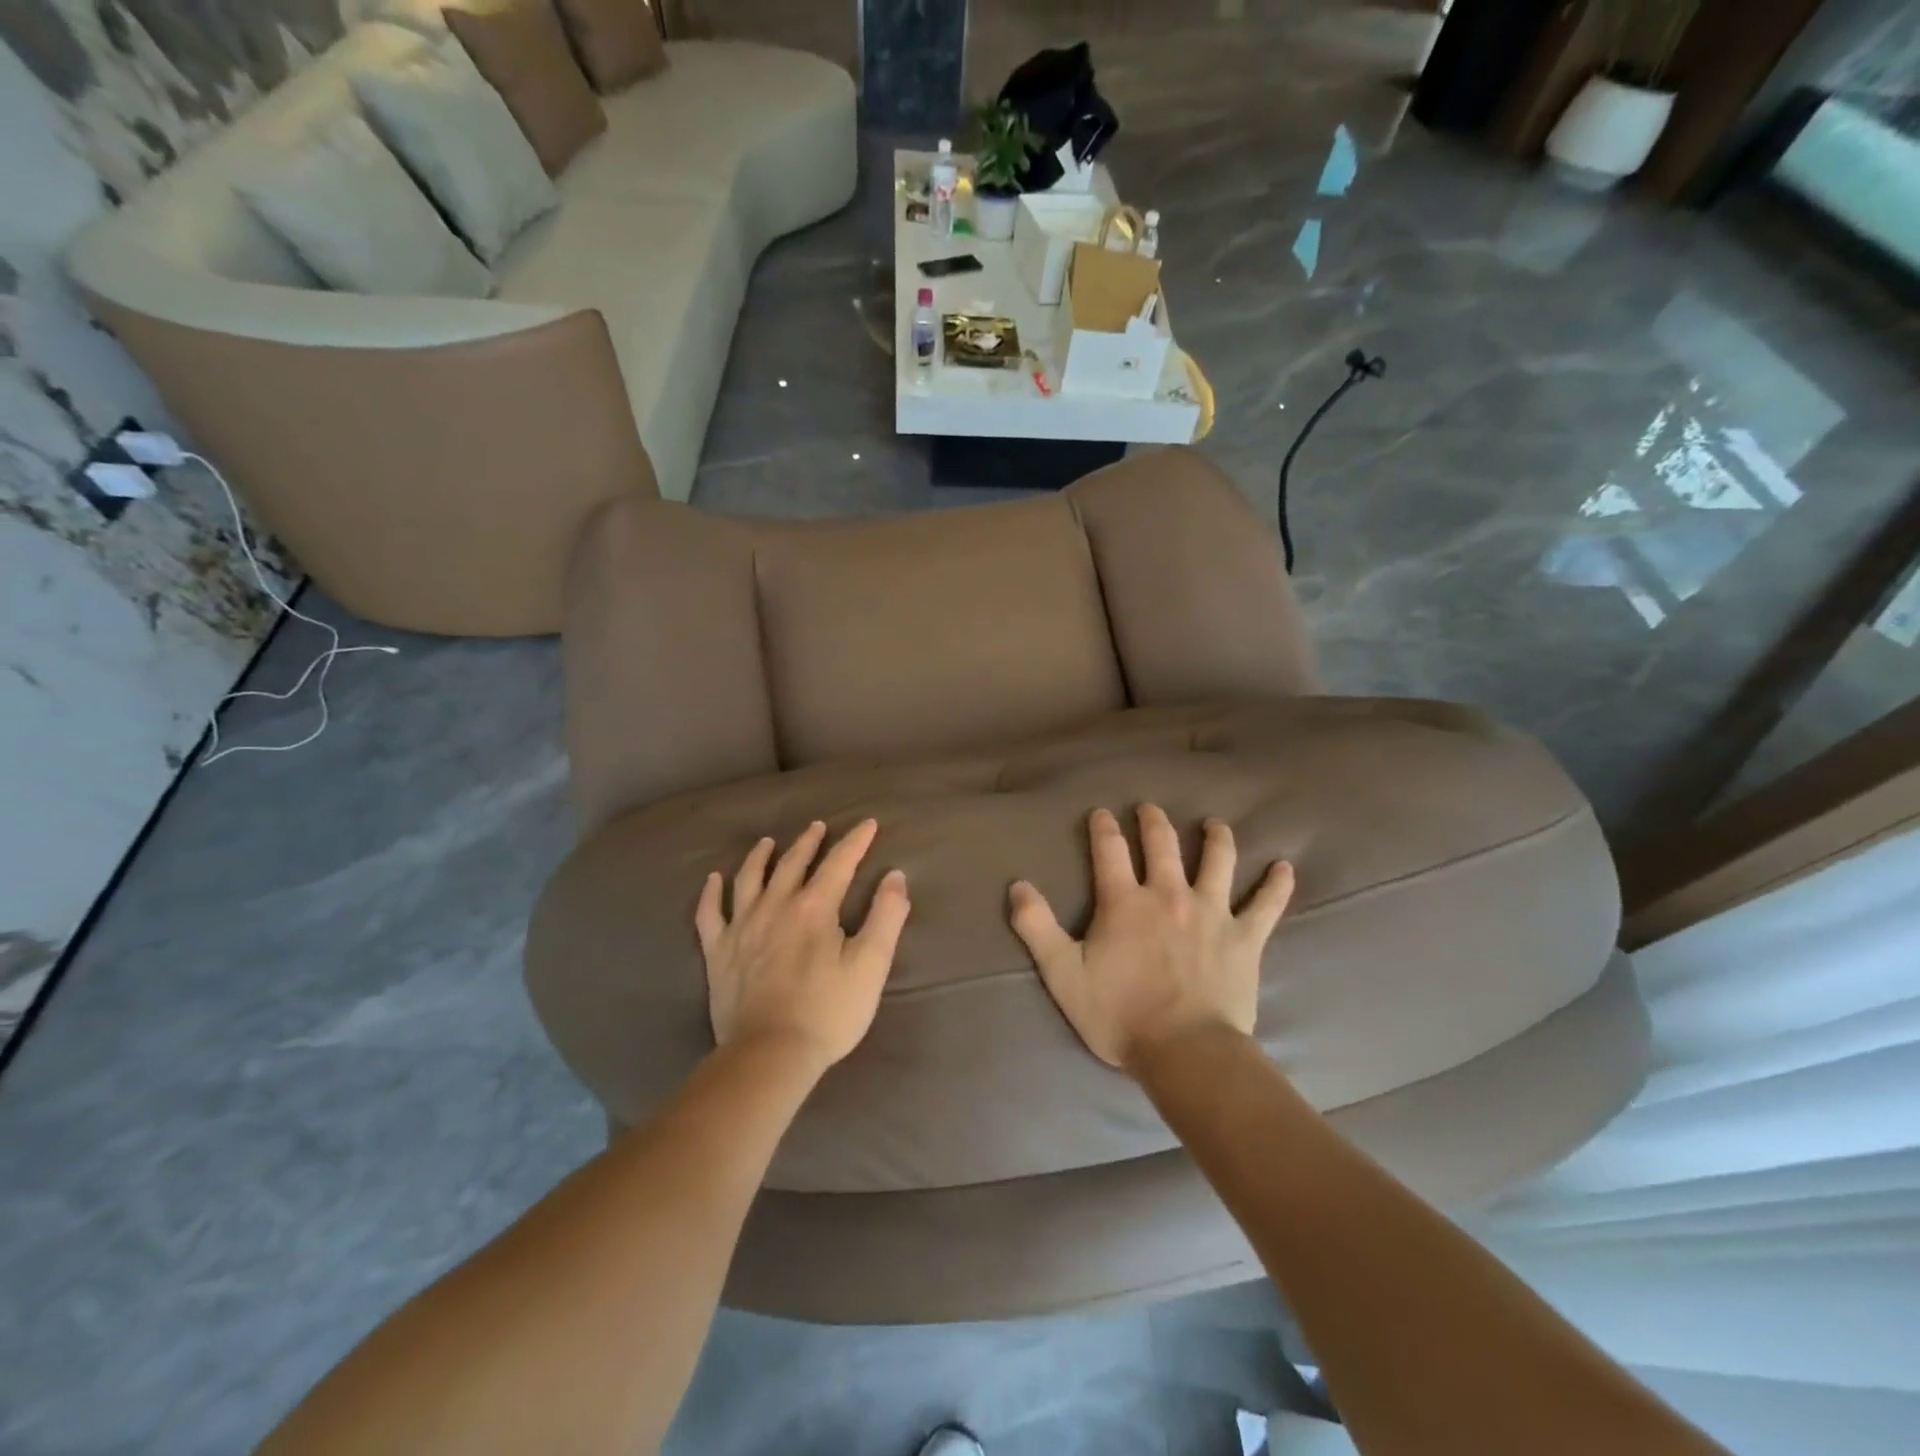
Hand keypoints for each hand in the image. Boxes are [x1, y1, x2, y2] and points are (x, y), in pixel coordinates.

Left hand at [696, 819, 910, 1075]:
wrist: (769, 1055)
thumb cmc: (828, 1012)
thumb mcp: (871, 965)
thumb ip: (886, 916)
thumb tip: (895, 876)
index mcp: (814, 907)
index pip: (839, 862)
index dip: (856, 840)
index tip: (868, 824)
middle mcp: (775, 905)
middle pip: (792, 863)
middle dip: (809, 841)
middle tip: (818, 827)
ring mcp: (742, 927)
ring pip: (749, 878)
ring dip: (760, 856)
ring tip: (767, 842)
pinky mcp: (719, 952)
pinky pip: (710, 913)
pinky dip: (711, 893)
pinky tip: (714, 880)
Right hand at [1009, 805, 1293, 1072]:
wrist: (1186, 1053)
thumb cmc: (1120, 1015)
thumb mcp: (1064, 975)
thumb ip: (1037, 928)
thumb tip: (1017, 886)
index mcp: (1125, 902)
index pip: (1109, 850)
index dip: (1103, 827)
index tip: (1102, 813)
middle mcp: (1169, 895)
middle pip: (1162, 844)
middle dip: (1153, 821)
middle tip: (1149, 808)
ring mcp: (1212, 913)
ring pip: (1217, 861)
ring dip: (1215, 838)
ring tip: (1213, 825)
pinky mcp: (1245, 937)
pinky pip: (1266, 904)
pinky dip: (1276, 884)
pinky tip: (1284, 867)